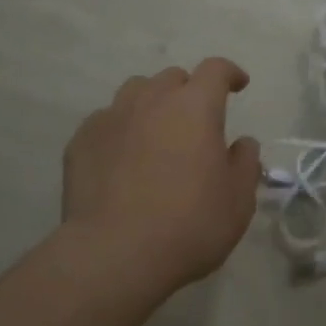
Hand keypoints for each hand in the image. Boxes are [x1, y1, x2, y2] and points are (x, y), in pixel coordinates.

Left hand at [61, 58, 262, 289]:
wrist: (115, 254)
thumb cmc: (190, 225)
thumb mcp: (238, 200)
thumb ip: (244, 163)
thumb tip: (241, 143)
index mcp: (195, 107)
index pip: (215, 70)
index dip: (229, 73)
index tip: (238, 85)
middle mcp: (151, 100)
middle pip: (173, 78)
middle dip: (189, 91)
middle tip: (196, 121)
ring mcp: (111, 118)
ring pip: (135, 92)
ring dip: (152, 104)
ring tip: (157, 133)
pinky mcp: (81, 141)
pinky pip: (106, 121)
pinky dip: (121, 130)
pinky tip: (122, 159)